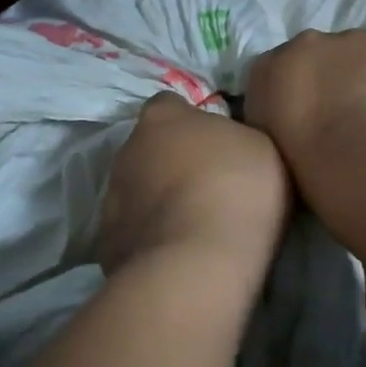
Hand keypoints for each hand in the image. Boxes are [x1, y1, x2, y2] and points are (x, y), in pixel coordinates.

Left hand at [97, 93, 290, 277]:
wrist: (198, 262)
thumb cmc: (236, 189)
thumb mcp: (259, 146)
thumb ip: (233, 136)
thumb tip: (222, 144)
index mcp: (162, 117)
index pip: (170, 104)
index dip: (191, 121)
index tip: (213, 143)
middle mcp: (127, 149)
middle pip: (148, 148)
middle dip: (169, 163)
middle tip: (205, 187)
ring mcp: (111, 198)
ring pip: (135, 190)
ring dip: (156, 201)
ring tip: (190, 226)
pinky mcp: (106, 241)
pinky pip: (131, 231)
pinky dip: (149, 238)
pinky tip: (175, 254)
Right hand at [242, 30, 365, 187]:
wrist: (362, 153)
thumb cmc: (304, 160)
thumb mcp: (268, 142)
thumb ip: (275, 119)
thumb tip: (292, 119)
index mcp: (273, 66)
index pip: (283, 71)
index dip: (301, 95)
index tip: (312, 122)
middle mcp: (317, 42)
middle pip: (329, 57)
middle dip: (340, 82)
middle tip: (351, 125)